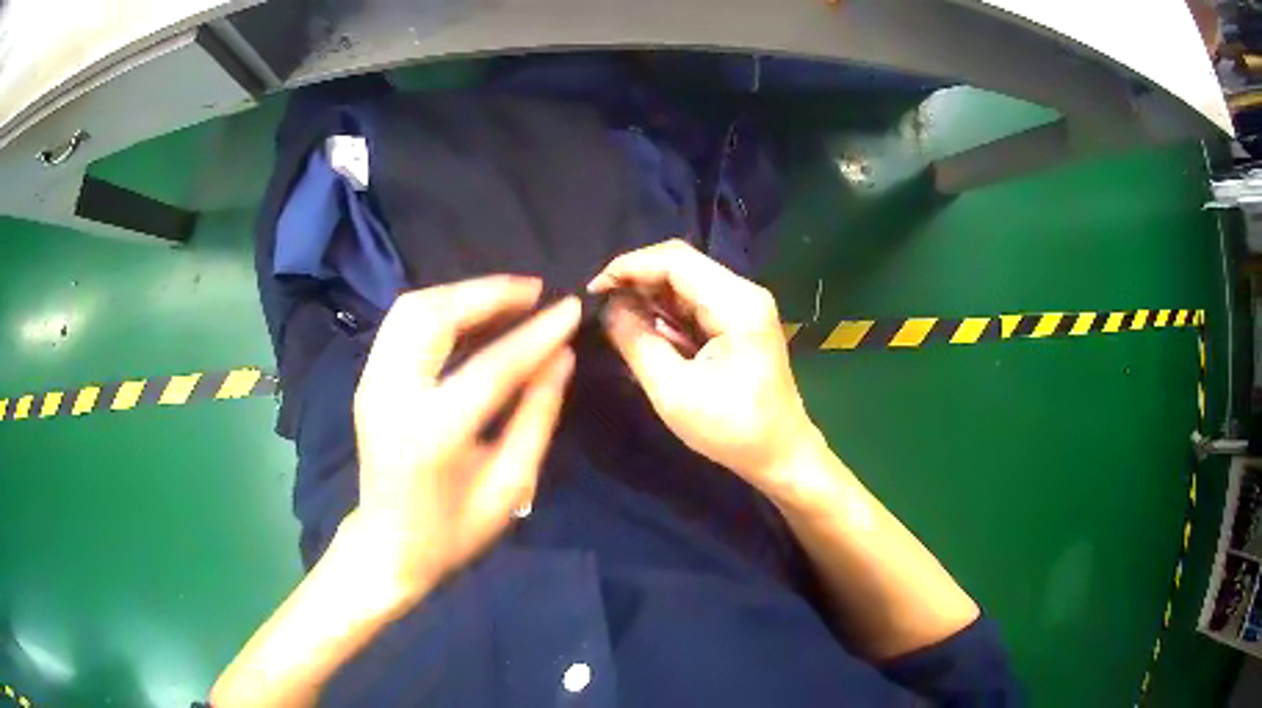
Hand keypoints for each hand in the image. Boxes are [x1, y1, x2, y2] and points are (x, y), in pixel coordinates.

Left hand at [348, 276, 579, 596]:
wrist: (387, 546)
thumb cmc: (454, 530)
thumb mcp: (510, 485)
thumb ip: (537, 416)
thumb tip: (562, 357)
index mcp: (432, 434)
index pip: (490, 366)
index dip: (535, 334)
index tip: (571, 308)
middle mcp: (392, 396)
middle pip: (435, 316)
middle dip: (489, 293)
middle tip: (535, 292)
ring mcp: (371, 383)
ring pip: (412, 308)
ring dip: (462, 293)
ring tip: (508, 299)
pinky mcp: (367, 379)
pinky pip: (402, 322)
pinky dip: (440, 307)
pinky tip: (472, 315)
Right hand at [589, 240, 823, 500]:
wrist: (780, 453)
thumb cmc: (732, 429)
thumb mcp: (673, 391)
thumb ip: (637, 342)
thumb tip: (608, 308)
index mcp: (737, 304)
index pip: (675, 260)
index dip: (629, 267)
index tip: (593, 291)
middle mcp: (744, 292)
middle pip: (681, 263)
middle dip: (636, 278)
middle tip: (600, 305)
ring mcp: (744, 304)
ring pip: (686, 279)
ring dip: (649, 294)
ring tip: (615, 317)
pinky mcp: (739, 319)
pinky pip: (694, 300)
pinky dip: (665, 309)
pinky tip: (644, 328)